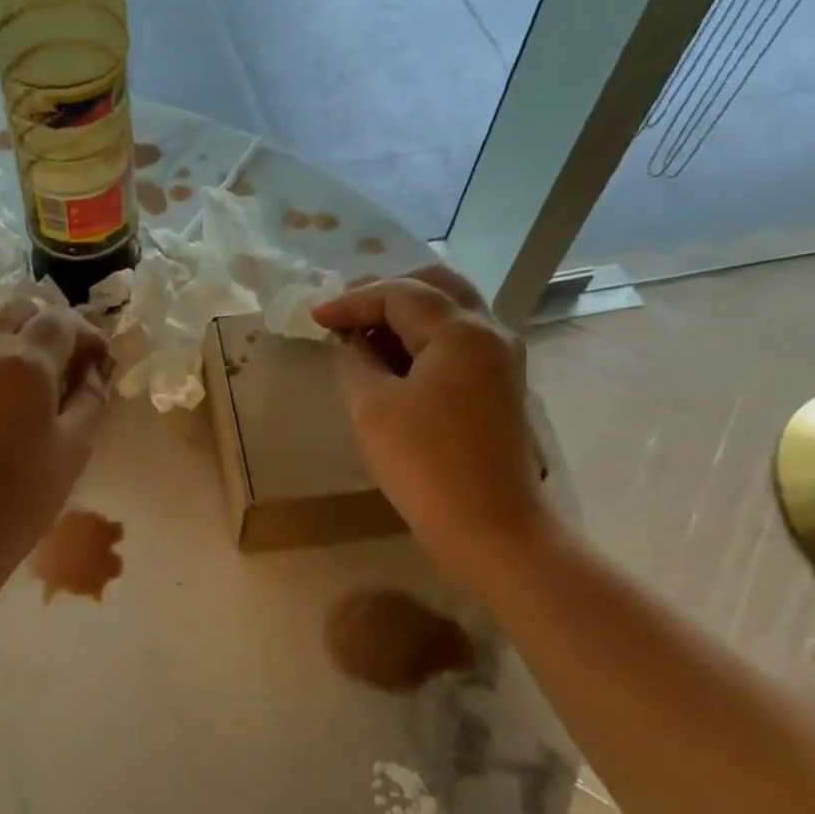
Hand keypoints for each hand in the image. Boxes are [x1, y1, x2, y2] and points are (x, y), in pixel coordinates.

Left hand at [0, 297, 110, 596]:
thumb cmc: (24, 492)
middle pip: (23, 310)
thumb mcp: (75, 446)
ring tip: (53, 384)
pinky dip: (8, 361)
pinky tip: (25, 401)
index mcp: (25, 359)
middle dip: (54, 326)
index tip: (106, 362)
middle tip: (78, 363)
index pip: (62, 320)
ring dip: (29, 342)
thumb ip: (91, 399)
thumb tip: (94, 373)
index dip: (90, 334)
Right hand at [311, 266, 551, 591]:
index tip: (313, 316)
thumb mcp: (373, 408)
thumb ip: (356, 362)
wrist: (488, 526)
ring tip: (362, 331)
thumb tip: (352, 342)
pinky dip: (422, 339)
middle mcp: (490, 332)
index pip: (400, 294)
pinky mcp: (498, 387)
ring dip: (405, 314)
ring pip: (450, 313)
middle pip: (435, 287)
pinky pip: (457, 343)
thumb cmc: (424, 464)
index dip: (351, 301)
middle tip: (343, 309)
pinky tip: (392, 358)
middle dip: (385, 293)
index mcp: (461, 330)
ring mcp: (501, 360)